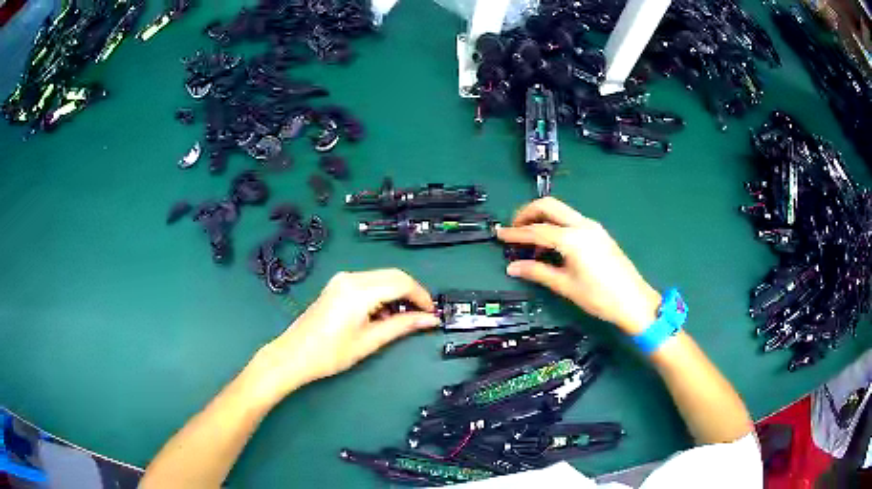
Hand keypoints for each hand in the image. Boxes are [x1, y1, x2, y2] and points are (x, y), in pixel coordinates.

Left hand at [246, 269, 439, 403]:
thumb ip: (402, 326)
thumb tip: (429, 320)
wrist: (294, 355)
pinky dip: (383, 294)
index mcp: (359, 290)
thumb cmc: (330, 353)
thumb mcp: (370, 341)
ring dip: (397, 294)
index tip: (432, 313)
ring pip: (382, 278)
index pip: (402, 283)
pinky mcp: (338, 285)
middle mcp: (351, 278)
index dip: (421, 296)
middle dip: (412, 294)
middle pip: (393, 276)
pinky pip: (369, 282)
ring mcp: (342, 279)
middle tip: (422, 316)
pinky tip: (383, 314)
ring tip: (403, 319)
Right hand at [497, 197, 660, 334]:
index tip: (499, 234)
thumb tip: (513, 267)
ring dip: (542, 219)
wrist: (634, 301)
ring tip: (531, 243)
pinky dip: (556, 226)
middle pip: (548, 206)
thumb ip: (537, 272)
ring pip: (560, 211)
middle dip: (527, 213)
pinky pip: (571, 220)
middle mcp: (582, 225)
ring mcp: (592, 227)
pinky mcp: (598, 233)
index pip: (536, 230)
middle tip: (514, 229)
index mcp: (572, 238)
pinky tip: (551, 246)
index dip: (515, 232)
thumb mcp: (565, 286)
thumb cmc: (599, 297)